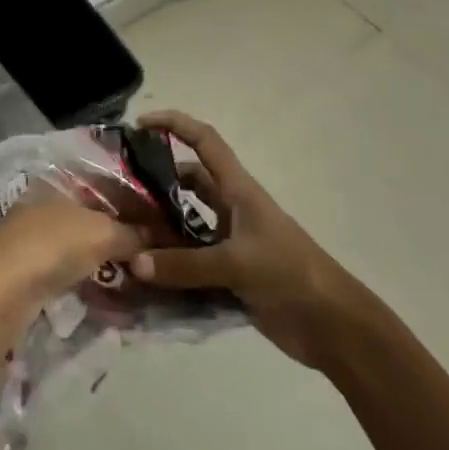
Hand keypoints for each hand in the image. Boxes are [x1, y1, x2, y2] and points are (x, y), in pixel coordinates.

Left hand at [0, 196, 142, 325]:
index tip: (157, 223)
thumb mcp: (103, 234)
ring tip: (135, 278)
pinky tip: (109, 295)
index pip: (102, 187)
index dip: (131, 203)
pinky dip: (89, 281)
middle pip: (91, 218)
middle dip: (120, 236)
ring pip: (79, 246)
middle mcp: (41, 205)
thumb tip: (154, 239)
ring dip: (106, 262)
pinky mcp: (27, 271)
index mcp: (56, 184)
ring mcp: (31, 239)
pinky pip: (68, 272)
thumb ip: (132, 234)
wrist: (2, 292)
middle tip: (150, 254)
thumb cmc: (53, 246)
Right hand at [128, 111, 371, 368]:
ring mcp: (229, 243)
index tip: (140, 125)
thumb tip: (133, 262)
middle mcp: (230, 210)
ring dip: (158, 229)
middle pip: (187, 184)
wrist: (332, 325)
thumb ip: (184, 264)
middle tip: (117, 194)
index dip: (175, 124)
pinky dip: (167, 267)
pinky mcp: (228, 274)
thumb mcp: (237, 263)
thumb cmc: (290, 274)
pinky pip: (188, 263)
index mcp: (238, 190)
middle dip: (154, 184)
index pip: (204, 141)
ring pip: (184, 225)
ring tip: (120, 236)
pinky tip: (141, 278)